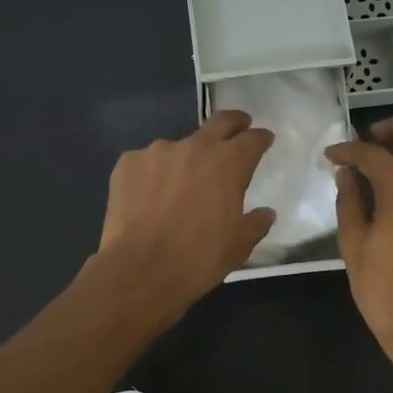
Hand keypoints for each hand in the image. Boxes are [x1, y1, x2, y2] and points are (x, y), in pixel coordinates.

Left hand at [88, 110, 275, 324]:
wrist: (139, 270)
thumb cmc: (199, 258)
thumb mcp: (238, 246)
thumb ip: (255, 223)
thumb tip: (266, 213)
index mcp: (229, 163)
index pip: (252, 139)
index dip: (261, 138)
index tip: (265, 140)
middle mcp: (195, 147)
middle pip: (219, 122)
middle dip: (233, 122)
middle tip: (239, 127)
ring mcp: (157, 151)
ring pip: (179, 147)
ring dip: (186, 159)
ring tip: (181, 183)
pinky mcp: (127, 163)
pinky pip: (147, 162)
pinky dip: (154, 174)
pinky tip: (150, 196)